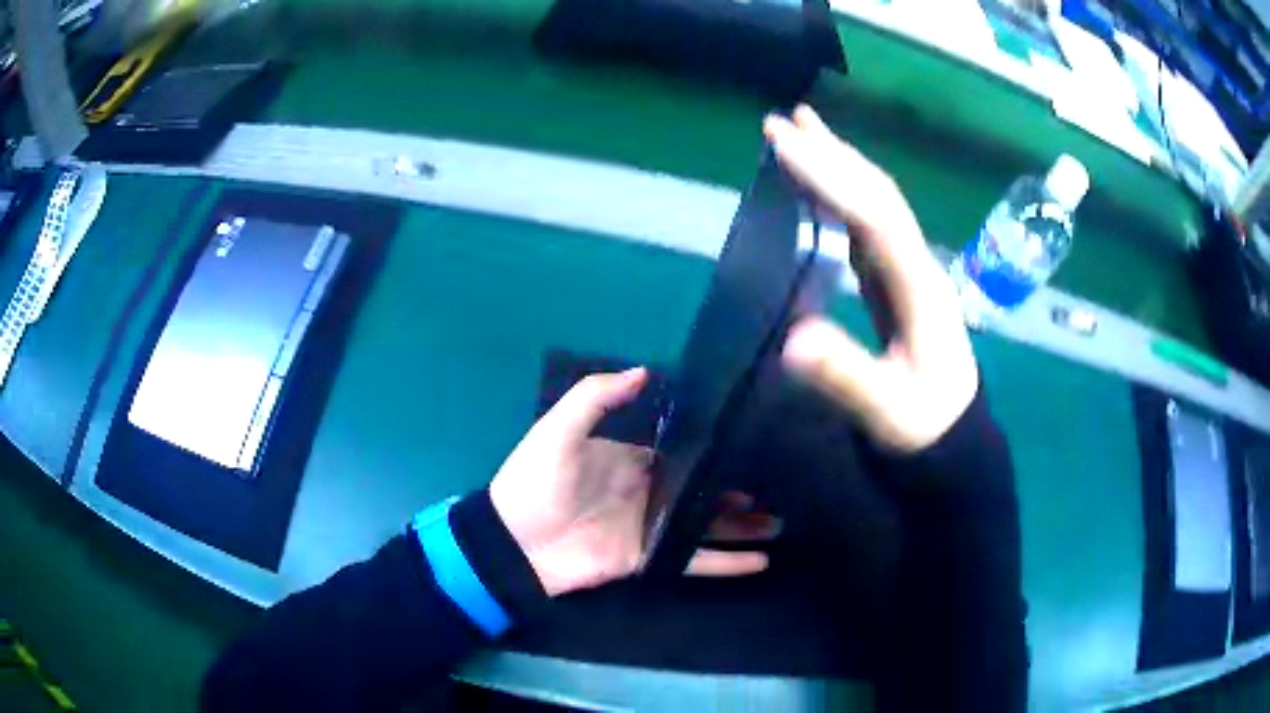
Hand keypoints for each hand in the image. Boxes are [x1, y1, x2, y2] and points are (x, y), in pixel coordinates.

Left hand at [489, 368, 773, 596]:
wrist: (512, 541)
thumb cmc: (534, 480)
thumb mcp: (558, 429)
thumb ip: (596, 397)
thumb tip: (645, 371)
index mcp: (633, 460)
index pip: (683, 451)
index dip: (714, 448)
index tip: (751, 440)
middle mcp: (649, 493)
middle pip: (704, 490)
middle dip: (738, 489)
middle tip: (780, 483)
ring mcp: (652, 529)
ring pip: (707, 526)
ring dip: (742, 526)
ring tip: (781, 521)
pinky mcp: (649, 559)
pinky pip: (694, 560)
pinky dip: (726, 563)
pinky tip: (760, 561)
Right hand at [765, 105, 978, 452]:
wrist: (954, 434)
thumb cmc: (924, 425)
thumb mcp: (887, 412)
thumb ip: (846, 378)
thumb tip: (791, 340)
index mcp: (919, 289)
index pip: (875, 218)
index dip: (831, 179)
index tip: (784, 147)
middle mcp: (918, 264)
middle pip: (879, 195)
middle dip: (832, 154)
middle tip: (782, 122)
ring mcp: (911, 268)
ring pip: (877, 202)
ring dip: (839, 163)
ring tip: (800, 132)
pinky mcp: (899, 279)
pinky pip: (870, 223)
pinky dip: (842, 194)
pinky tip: (821, 185)